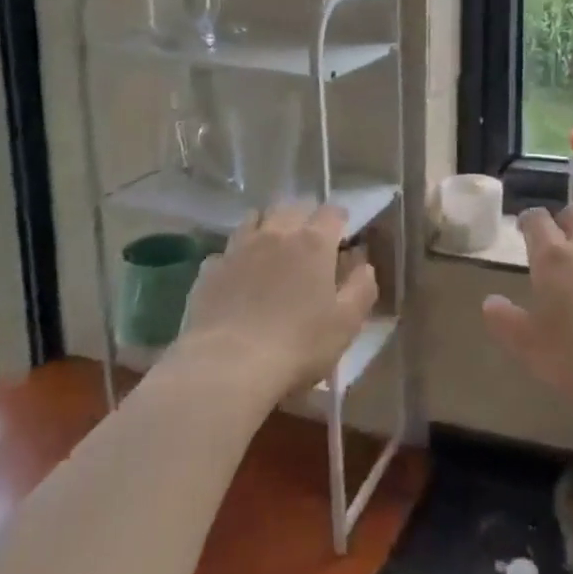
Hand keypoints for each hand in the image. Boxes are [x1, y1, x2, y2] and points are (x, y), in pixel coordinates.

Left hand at [178, 204, 378, 397]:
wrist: (226, 367)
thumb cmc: (297, 345)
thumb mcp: (347, 323)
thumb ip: (362, 287)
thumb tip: (362, 264)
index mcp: (314, 242)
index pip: (332, 212)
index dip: (340, 221)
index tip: (343, 239)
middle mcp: (276, 233)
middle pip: (293, 206)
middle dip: (305, 217)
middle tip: (310, 242)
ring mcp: (238, 248)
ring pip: (255, 218)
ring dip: (268, 226)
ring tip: (273, 249)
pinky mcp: (209, 269)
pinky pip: (227, 250)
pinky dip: (237, 256)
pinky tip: (239, 276)